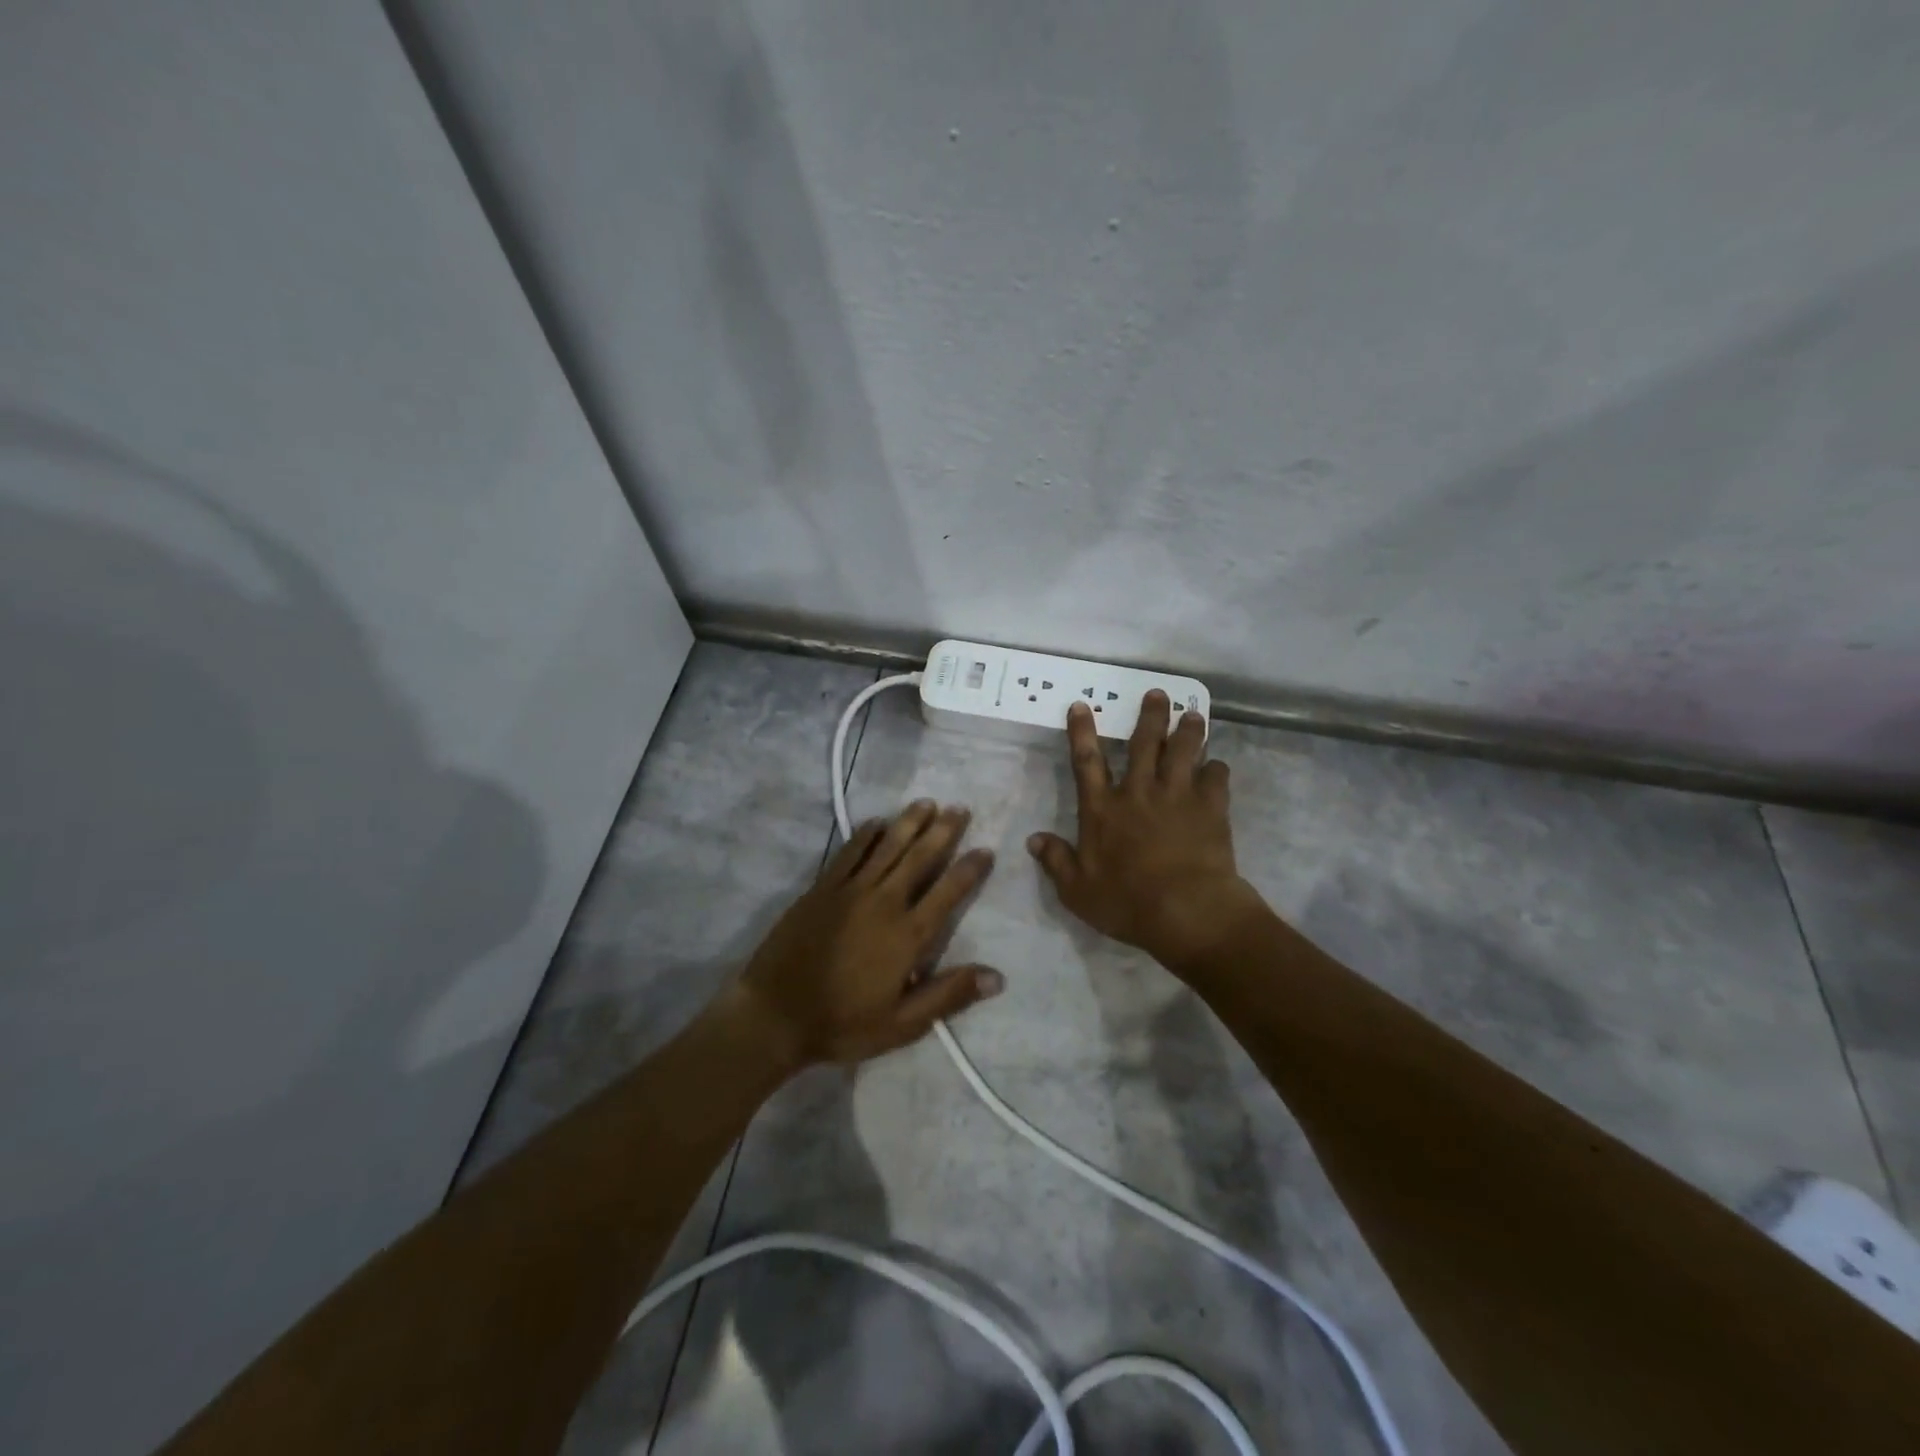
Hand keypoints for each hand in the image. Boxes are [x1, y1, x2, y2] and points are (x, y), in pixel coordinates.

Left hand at [735, 800, 1002, 1066]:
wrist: (774, 1015)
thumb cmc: (843, 1024)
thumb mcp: (903, 1024)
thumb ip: (949, 995)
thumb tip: (997, 976)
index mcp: (907, 935)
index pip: (947, 893)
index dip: (969, 869)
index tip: (986, 849)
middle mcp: (883, 902)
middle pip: (919, 858)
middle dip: (943, 832)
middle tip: (960, 809)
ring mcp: (849, 891)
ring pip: (886, 847)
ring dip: (909, 822)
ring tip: (927, 803)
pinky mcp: (822, 888)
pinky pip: (849, 852)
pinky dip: (866, 834)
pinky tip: (877, 821)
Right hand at [1028, 691, 1267, 974]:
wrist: (1186, 911)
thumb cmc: (1127, 903)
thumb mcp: (1077, 891)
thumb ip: (1056, 861)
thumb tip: (1033, 840)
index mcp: (1102, 809)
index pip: (1086, 761)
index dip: (1081, 732)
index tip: (1081, 705)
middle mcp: (1138, 792)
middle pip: (1144, 744)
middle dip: (1150, 716)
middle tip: (1158, 694)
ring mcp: (1177, 796)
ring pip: (1183, 751)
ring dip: (1188, 731)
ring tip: (1194, 715)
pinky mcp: (1210, 808)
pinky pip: (1216, 778)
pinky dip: (1217, 769)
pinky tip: (1218, 766)